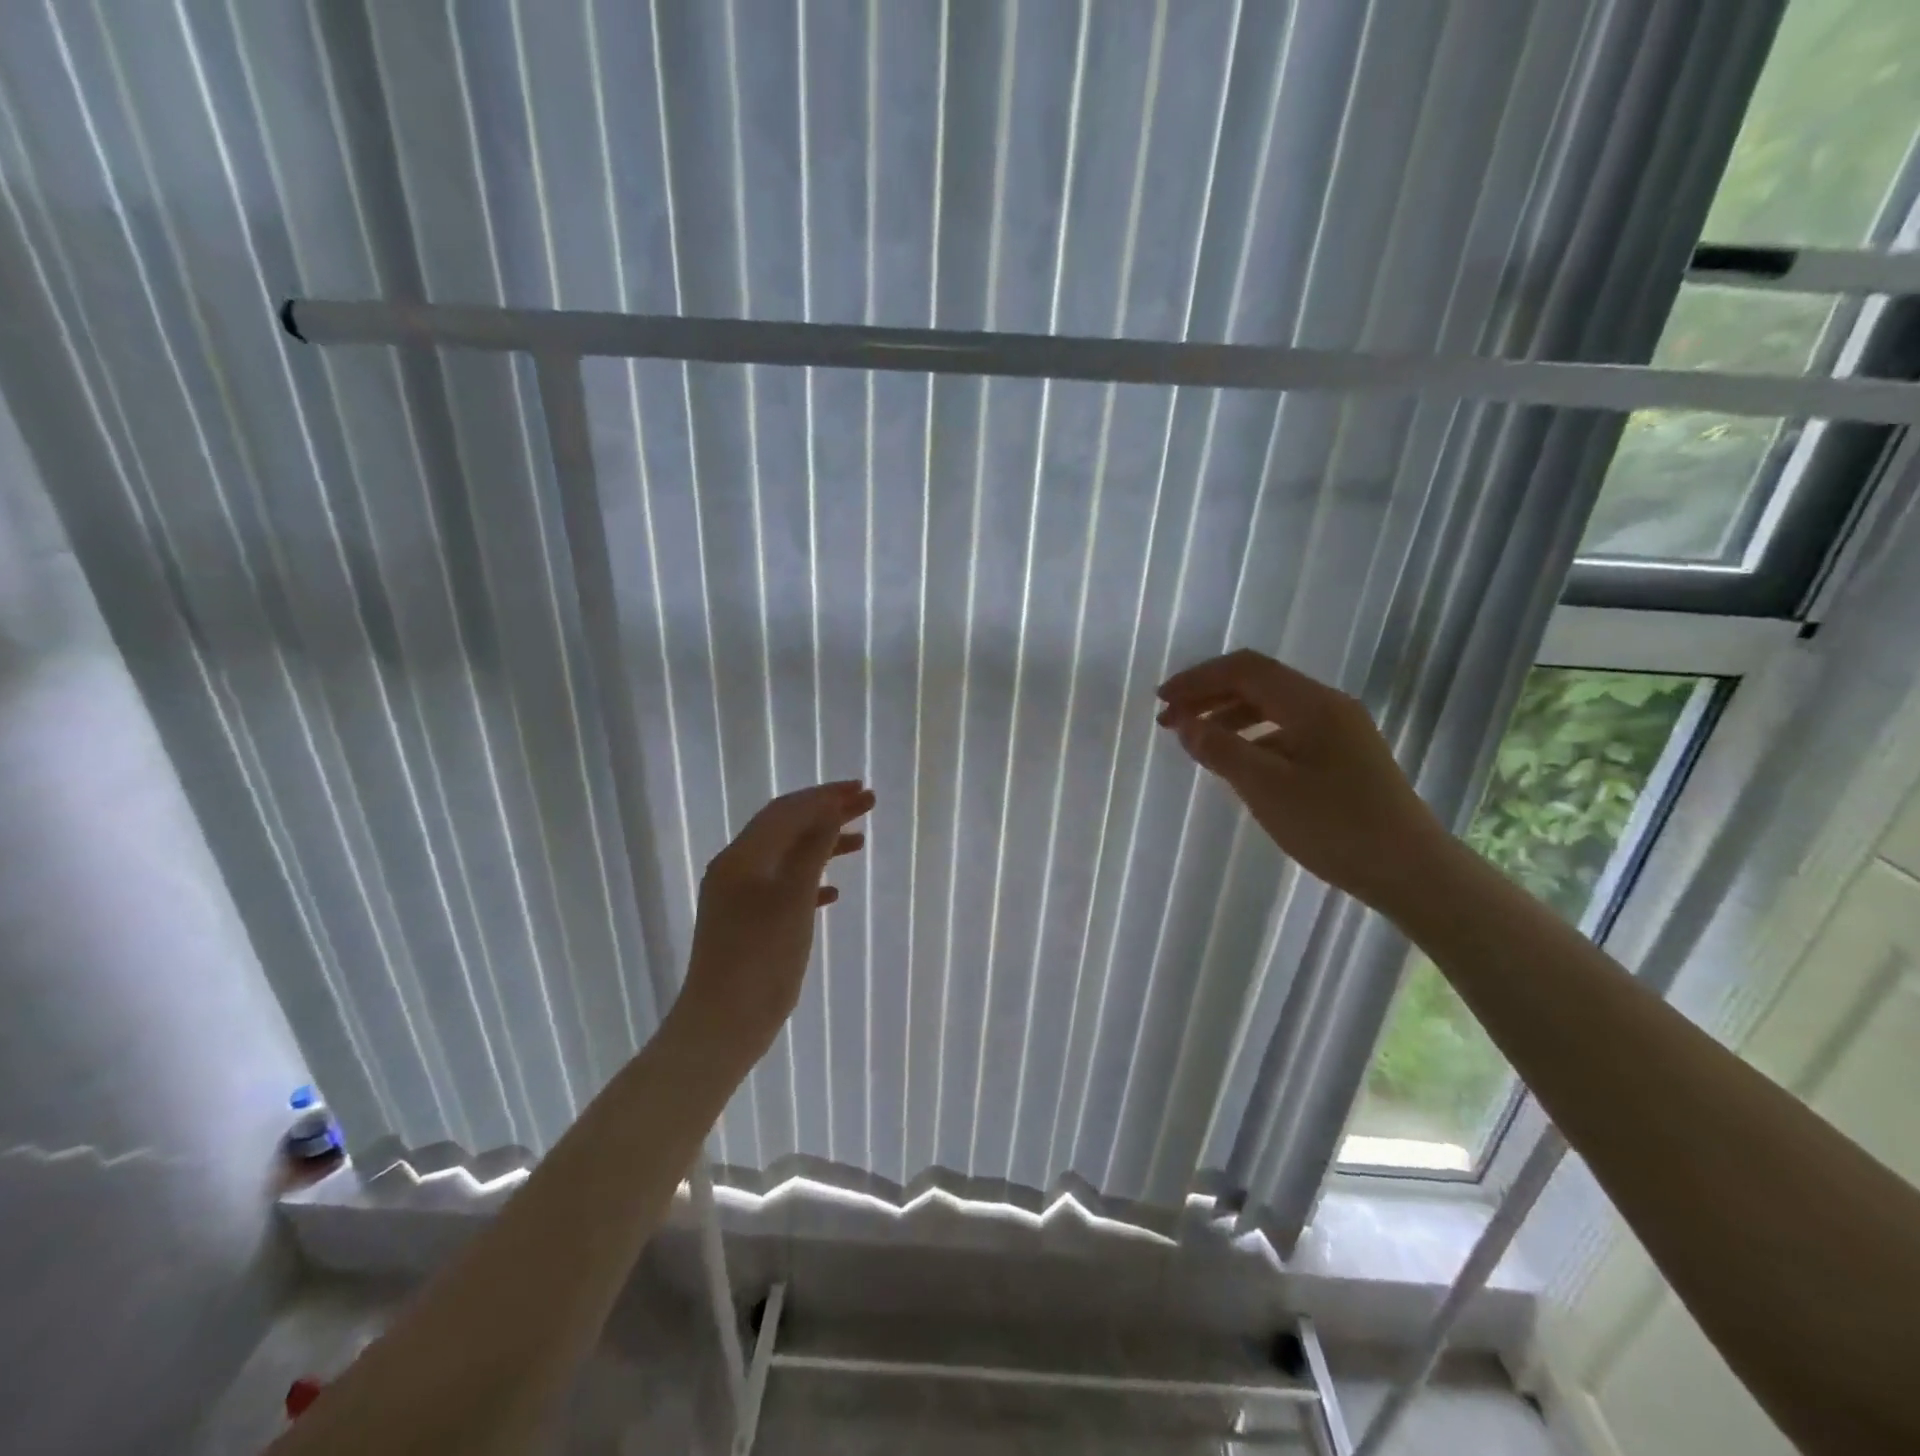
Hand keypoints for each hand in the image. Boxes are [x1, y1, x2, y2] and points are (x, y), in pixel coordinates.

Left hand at [674, 781, 873, 1057]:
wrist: (722, 1025)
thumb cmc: (761, 960)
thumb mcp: (793, 900)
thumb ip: (812, 852)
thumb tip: (830, 811)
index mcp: (742, 857)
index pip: (787, 810)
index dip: (825, 796)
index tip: (860, 789)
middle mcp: (736, 868)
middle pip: (786, 827)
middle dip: (826, 813)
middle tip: (866, 804)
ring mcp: (739, 896)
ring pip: (787, 856)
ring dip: (822, 844)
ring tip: (860, 842)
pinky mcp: (747, 922)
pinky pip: (783, 887)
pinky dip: (810, 879)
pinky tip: (834, 891)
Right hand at [1156, 649, 1451, 907]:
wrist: (1411, 870)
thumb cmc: (1336, 826)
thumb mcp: (1267, 789)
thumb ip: (1221, 750)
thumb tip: (1184, 723)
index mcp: (1312, 704)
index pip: (1245, 669)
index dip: (1198, 679)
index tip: (1162, 700)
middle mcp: (1327, 705)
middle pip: (1258, 682)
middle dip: (1209, 695)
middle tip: (1169, 720)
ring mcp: (1339, 729)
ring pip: (1272, 706)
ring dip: (1228, 714)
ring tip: (1195, 740)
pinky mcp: (1342, 754)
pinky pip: (1286, 729)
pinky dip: (1251, 735)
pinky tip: (1236, 760)